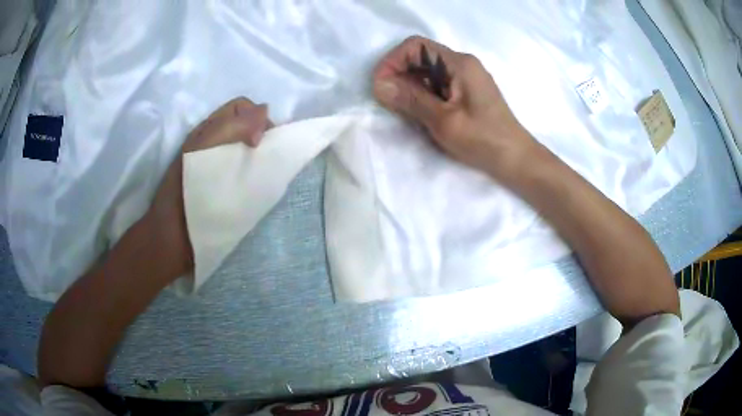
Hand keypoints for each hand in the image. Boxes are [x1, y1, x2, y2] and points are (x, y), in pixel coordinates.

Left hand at [145, 97, 270, 279]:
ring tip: (264, 168)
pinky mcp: (227, 186)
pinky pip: (248, 169)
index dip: (257, 116)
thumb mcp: (206, 147)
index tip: (260, 142)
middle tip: (267, 155)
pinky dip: (257, 170)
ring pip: (249, 146)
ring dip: (261, 153)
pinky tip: (257, 182)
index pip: (241, 107)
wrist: (176, 235)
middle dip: (262, 133)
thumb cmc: (189, 189)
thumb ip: (234, 125)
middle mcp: (215, 142)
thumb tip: (264, 111)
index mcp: (209, 130)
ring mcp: (221, 165)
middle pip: (247, 124)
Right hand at [373, 36, 536, 178]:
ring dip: (410, 85)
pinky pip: (437, 83)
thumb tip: (379, 85)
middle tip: (389, 101)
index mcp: (459, 63)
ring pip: (427, 71)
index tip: (381, 86)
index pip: (415, 46)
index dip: (393, 62)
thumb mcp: (443, 121)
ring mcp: (466, 77)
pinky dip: (423, 93)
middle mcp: (463, 63)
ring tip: (403, 109)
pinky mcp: (467, 90)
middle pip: (421, 56)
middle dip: (399, 74)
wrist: (515, 159)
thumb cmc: (483, 140)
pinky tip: (420, 112)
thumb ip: (411, 99)